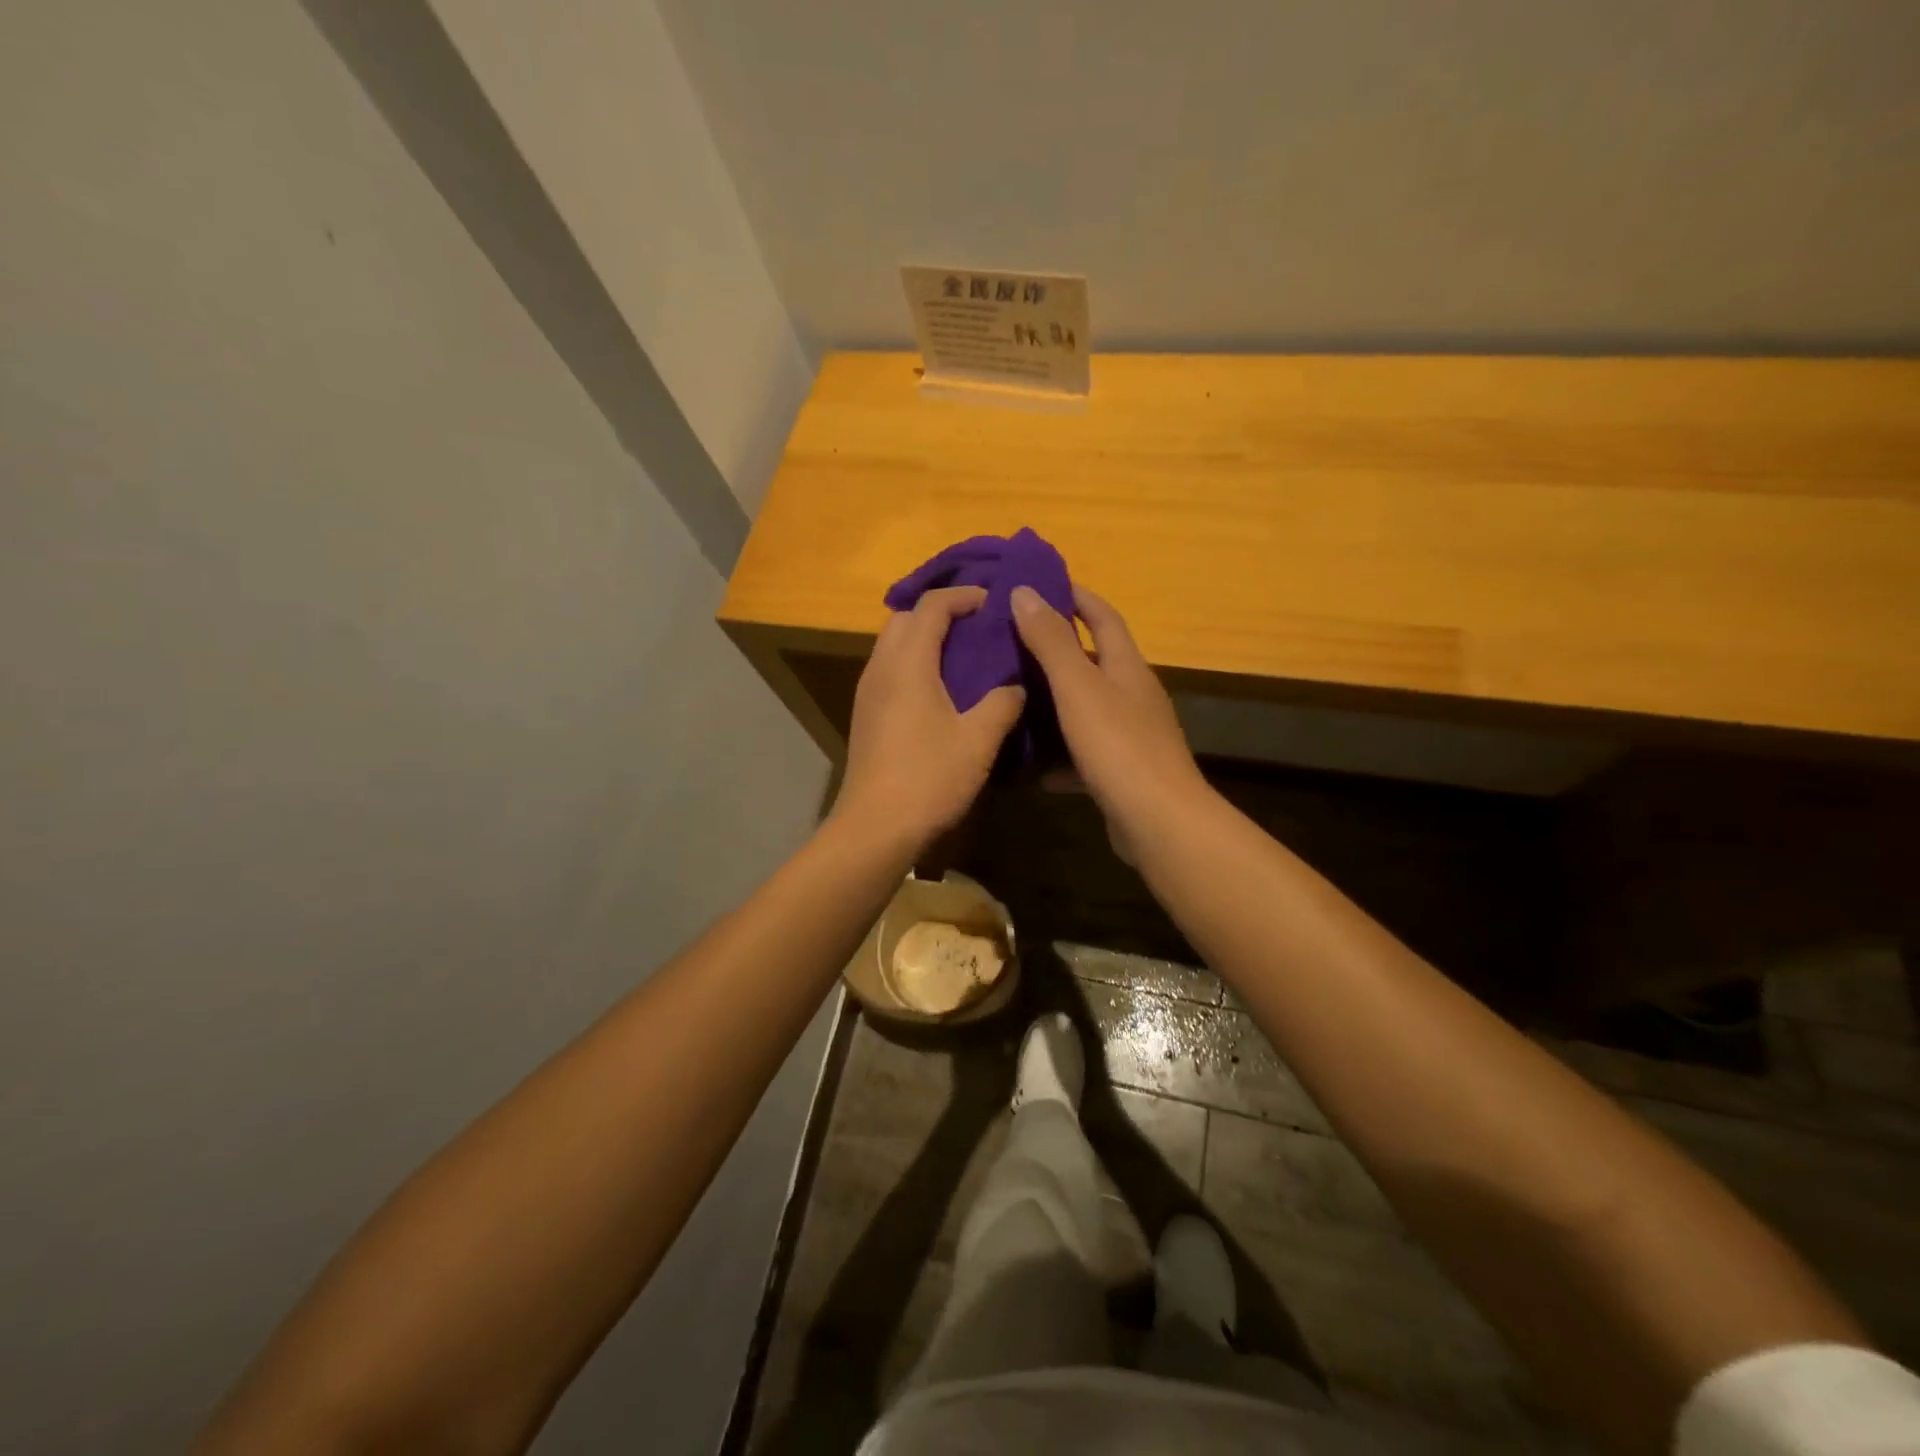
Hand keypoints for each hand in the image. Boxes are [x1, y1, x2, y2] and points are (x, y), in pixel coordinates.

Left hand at [835, 587, 1025, 850]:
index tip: (992, 603)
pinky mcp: (865, 714)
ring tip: (963, 654)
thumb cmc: (929, 778)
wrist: (875, 827)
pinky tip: (941, 690)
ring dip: (924, 638)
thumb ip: (1002, 704)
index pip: (931, 607)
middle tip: (977, 625)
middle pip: (905, 618)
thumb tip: (1017, 687)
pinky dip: (914, 663)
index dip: (963, 596)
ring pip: (893, 644)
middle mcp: (881, 667)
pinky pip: (889, 669)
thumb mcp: (978, 740)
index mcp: (908, 663)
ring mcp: (868, 692)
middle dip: (940, 612)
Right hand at [1011, 584, 1208, 850]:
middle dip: (1058, 649)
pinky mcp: (1122, 773)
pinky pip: (1084, 754)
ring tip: (1013, 699)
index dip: (1077, 596)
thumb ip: (1051, 641)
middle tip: (1012, 642)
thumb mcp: (1078, 687)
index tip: (1042, 583)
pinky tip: (1033, 767)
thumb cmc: (1118, 745)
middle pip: (1095, 662)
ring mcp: (1131, 736)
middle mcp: (1134, 696)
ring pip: (1087, 709)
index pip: (1104, 617)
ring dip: (1055, 703)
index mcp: (1127, 668)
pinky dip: (1060, 756)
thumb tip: (1025, 591)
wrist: (1158, 821)